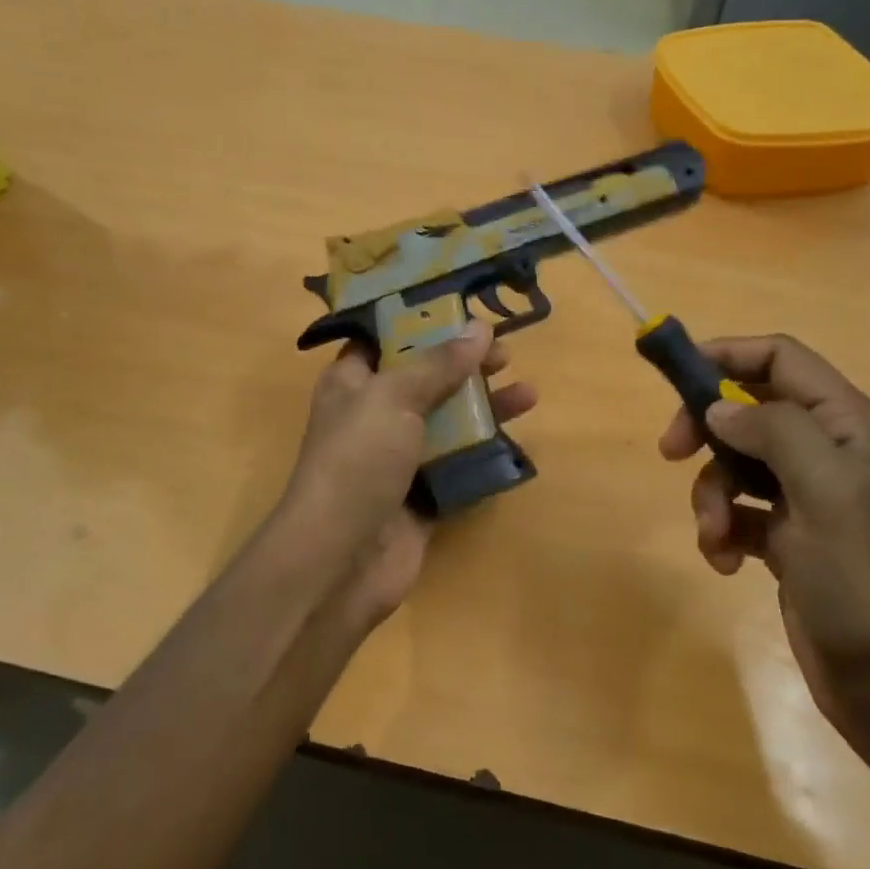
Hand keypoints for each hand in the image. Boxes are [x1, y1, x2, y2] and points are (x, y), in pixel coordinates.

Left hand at [278, 321, 536, 627]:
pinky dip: (483, 452)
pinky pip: (457, 464)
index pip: (385, 339)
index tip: (463, 309)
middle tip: (505, 352)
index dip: (421, 320)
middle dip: (464, 363)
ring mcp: (398, 457)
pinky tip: (515, 440)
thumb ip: (437, 363)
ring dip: (484, 406)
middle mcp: (374, 415)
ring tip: (528, 394)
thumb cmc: (357, 461)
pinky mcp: (421, 494)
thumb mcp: (393, 397)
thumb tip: (478, 328)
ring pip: (447, 421)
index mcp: (352, 382)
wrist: (341, 559)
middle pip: (424, 378)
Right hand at [658, 334, 869, 754]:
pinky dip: (722, 530)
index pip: (782, 359)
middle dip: (706, 430)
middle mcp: (830, 452)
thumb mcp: (827, 494)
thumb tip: (719, 409)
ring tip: (716, 536)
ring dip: (712, 495)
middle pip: (748, 409)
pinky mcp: (789, 537)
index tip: (674, 374)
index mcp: (850, 426)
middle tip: (671, 451)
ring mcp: (809, 496)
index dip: (727, 355)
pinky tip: (727, 563)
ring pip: (735, 463)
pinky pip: (738, 510)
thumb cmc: (866, 582)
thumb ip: (773, 433)